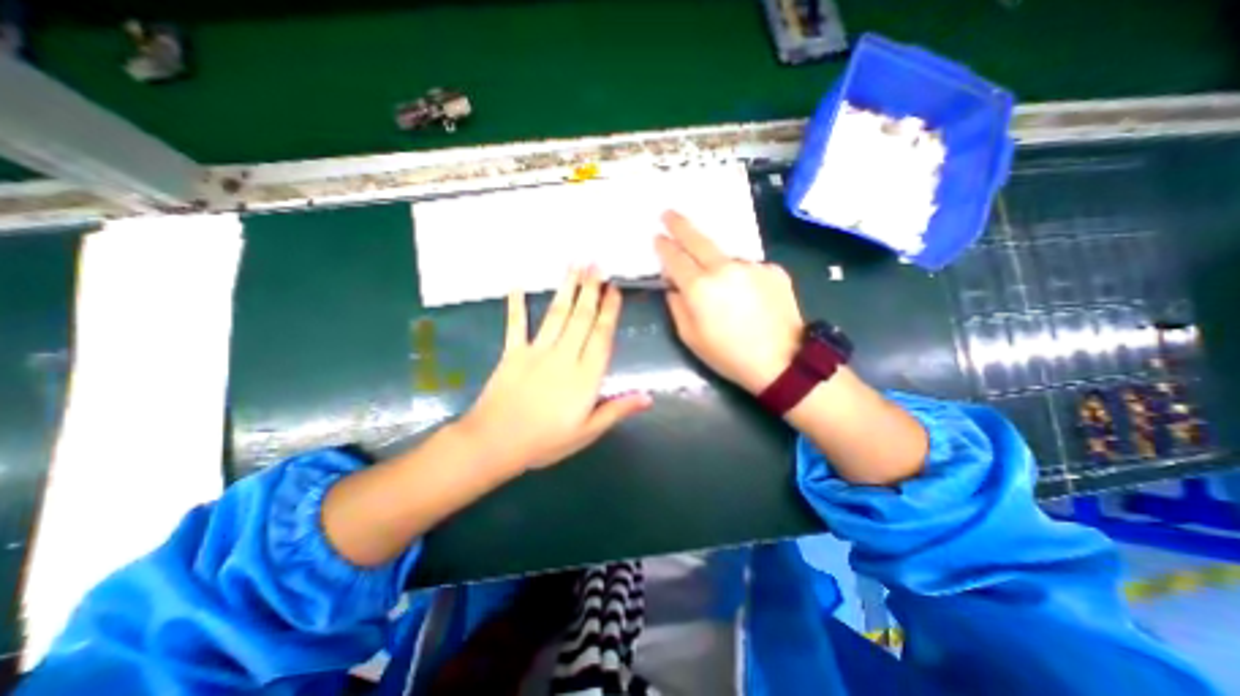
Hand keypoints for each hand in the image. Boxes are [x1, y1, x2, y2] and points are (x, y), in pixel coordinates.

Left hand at [454, 267, 650, 472]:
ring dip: (567, 288)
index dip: (609, 311)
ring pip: (557, 314)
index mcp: (585, 376)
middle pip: (581, 318)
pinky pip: (516, 324)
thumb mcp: (587, 432)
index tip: (614, 289)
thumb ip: (617, 410)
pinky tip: (518, 285)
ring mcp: (537, 351)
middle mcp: (564, 356)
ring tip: (574, 265)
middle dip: (591, 289)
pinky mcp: (513, 353)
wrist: (495, 444)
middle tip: (596, 263)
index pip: (601, 336)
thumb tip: (648, 397)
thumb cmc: (546, 441)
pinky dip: (516, 304)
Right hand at [654, 209, 810, 395]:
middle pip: (697, 239)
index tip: (657, 237)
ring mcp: (752, 266)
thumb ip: (677, 306)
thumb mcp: (691, 337)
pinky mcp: (773, 269)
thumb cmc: (729, 355)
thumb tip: (674, 286)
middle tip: (668, 213)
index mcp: (700, 288)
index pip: (675, 258)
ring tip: (723, 291)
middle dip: (680, 225)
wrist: (782, 362)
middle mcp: (724, 269)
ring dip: (717, 264)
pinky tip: (749, 299)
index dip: (663, 246)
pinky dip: (742, 278)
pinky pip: (749, 269)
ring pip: (725, 257)